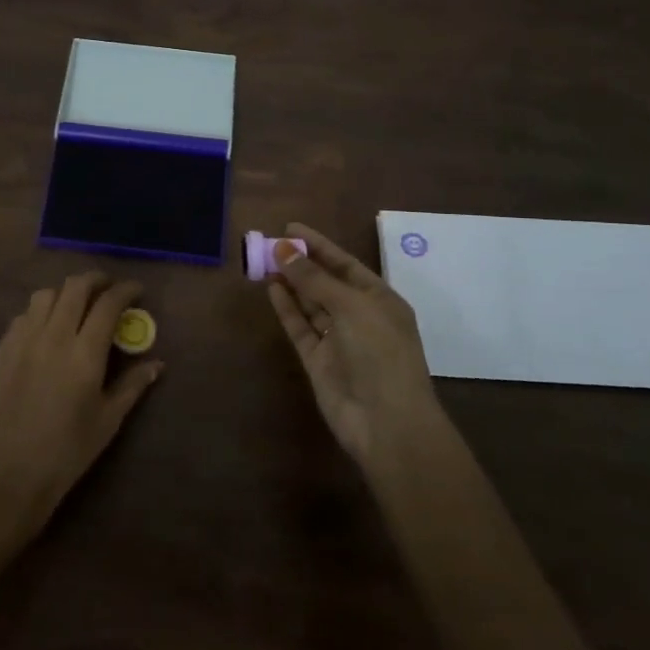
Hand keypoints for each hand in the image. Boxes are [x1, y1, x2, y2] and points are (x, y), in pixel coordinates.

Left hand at [0, 272, 163, 534]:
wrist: (9, 477)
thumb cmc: (67, 453)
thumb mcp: (108, 421)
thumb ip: (132, 386)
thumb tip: (156, 364)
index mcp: (84, 353)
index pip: (108, 304)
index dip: (125, 290)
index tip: (136, 290)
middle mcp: (53, 336)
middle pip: (75, 287)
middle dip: (96, 280)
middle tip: (108, 289)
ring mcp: (23, 340)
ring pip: (45, 295)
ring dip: (65, 293)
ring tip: (76, 306)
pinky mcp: (2, 350)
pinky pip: (23, 315)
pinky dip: (40, 312)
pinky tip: (46, 329)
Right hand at [266, 223, 444, 468]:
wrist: (386, 422)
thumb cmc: (379, 353)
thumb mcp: (351, 306)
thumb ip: (314, 279)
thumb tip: (283, 249)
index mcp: (380, 300)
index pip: (345, 264)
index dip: (319, 245)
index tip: (290, 227)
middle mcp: (359, 316)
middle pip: (326, 282)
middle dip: (301, 263)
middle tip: (269, 242)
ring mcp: (338, 339)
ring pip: (310, 303)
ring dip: (291, 282)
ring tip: (264, 260)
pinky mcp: (318, 360)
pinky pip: (300, 327)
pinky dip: (287, 308)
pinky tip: (271, 288)